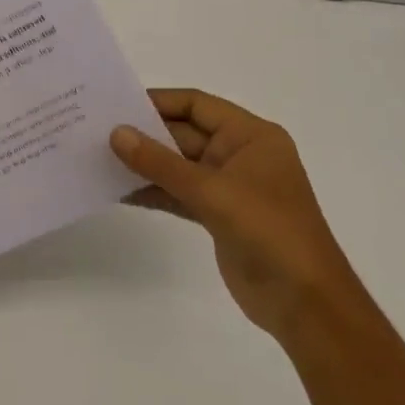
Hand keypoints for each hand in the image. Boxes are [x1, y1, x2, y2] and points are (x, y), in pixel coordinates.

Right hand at [111, 89, 361, 340]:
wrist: (305, 303)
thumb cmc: (268, 231)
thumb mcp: (212, 191)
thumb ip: (161, 162)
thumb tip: (116, 133)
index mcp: (251, 136)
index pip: (197, 105)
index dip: (158, 101)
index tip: (116, 104)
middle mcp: (240, 155)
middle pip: (184, 134)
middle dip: (145, 134)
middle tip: (98, 131)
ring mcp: (230, 187)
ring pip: (179, 166)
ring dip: (145, 164)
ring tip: (101, 159)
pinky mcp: (219, 216)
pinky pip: (180, 193)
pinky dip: (154, 191)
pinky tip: (121, 191)